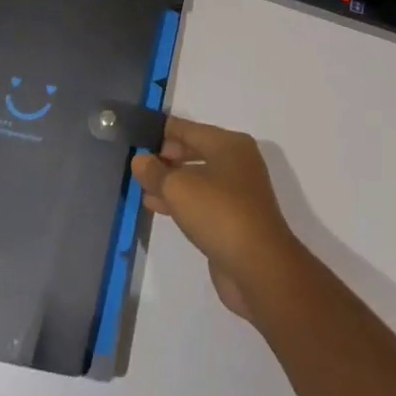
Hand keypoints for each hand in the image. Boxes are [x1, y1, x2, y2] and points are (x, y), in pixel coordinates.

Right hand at [132, 117, 306, 322]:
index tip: (138, 133)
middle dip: (166, 156)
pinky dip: (180, 201)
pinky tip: (155, 205)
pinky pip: (201, 201)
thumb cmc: (220, 213)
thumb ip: (156, 172)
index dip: (162, 130)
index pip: (189, 129)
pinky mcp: (234, 219)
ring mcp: (237, 192)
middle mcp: (237, 162)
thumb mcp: (179, 188)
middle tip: (137, 161)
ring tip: (141, 185)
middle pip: (194, 151)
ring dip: (170, 181)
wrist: (259, 267)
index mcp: (229, 144)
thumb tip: (140, 160)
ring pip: (197, 178)